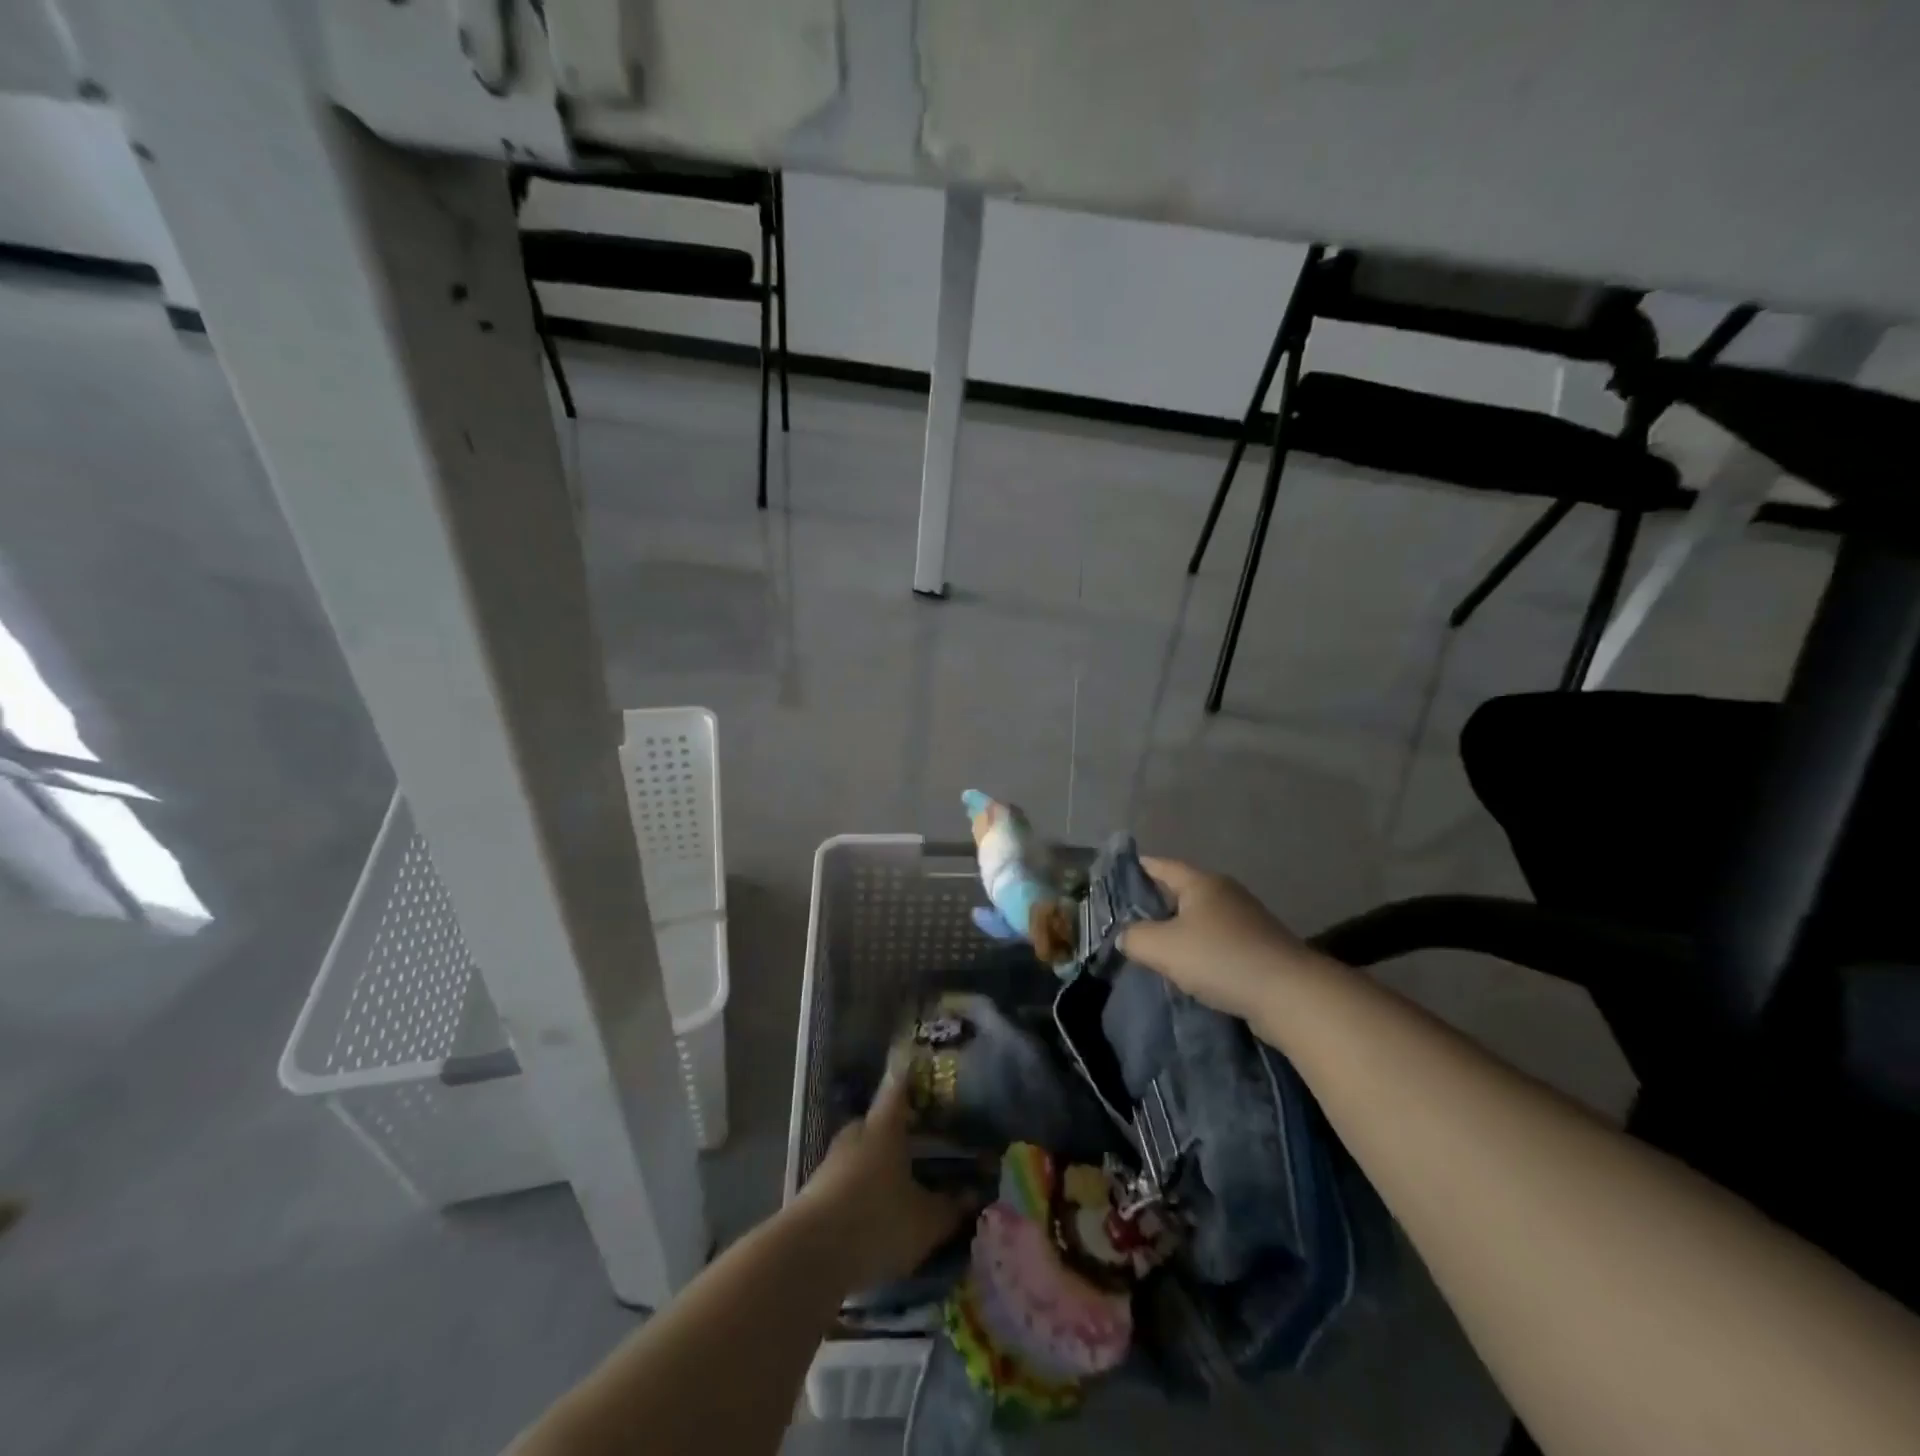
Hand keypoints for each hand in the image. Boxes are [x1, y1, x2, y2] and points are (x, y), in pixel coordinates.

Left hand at [795, 1075, 975, 1292]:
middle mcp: (856, 1135)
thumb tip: (975, 1195)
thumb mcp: (925, 1221)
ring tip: (901, 1184)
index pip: (898, 1089)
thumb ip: (951, 1208)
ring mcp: (831, 1163)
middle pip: (878, 1123)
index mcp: (884, 1127)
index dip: (910, 1078)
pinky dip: (861, 1191)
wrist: (808, 1257)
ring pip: (861, 1154)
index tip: (921, 1070)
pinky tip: (875, 1215)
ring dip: (878, 1165)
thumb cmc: (876, 1222)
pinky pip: (846, 1182)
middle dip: (897, 1131)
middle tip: (922, 1142)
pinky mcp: (814, 1194)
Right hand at [1120, 856, 1312, 1021]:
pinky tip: (1188, 972)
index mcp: (1201, 882)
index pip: (1159, 865)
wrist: (1290, 995)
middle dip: (1153, 906)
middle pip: (1179, 892)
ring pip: (1199, 920)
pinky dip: (1199, 953)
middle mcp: (1224, 893)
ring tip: (1153, 953)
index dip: (1134, 871)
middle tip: (1125, 924)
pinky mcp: (1258, 948)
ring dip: (1177, 934)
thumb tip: (1126, 936)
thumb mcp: (1162, 947)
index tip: (1111, 883)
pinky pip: (1217, 943)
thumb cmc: (1220, 959)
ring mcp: (1245, 920)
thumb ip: (1134, 937)